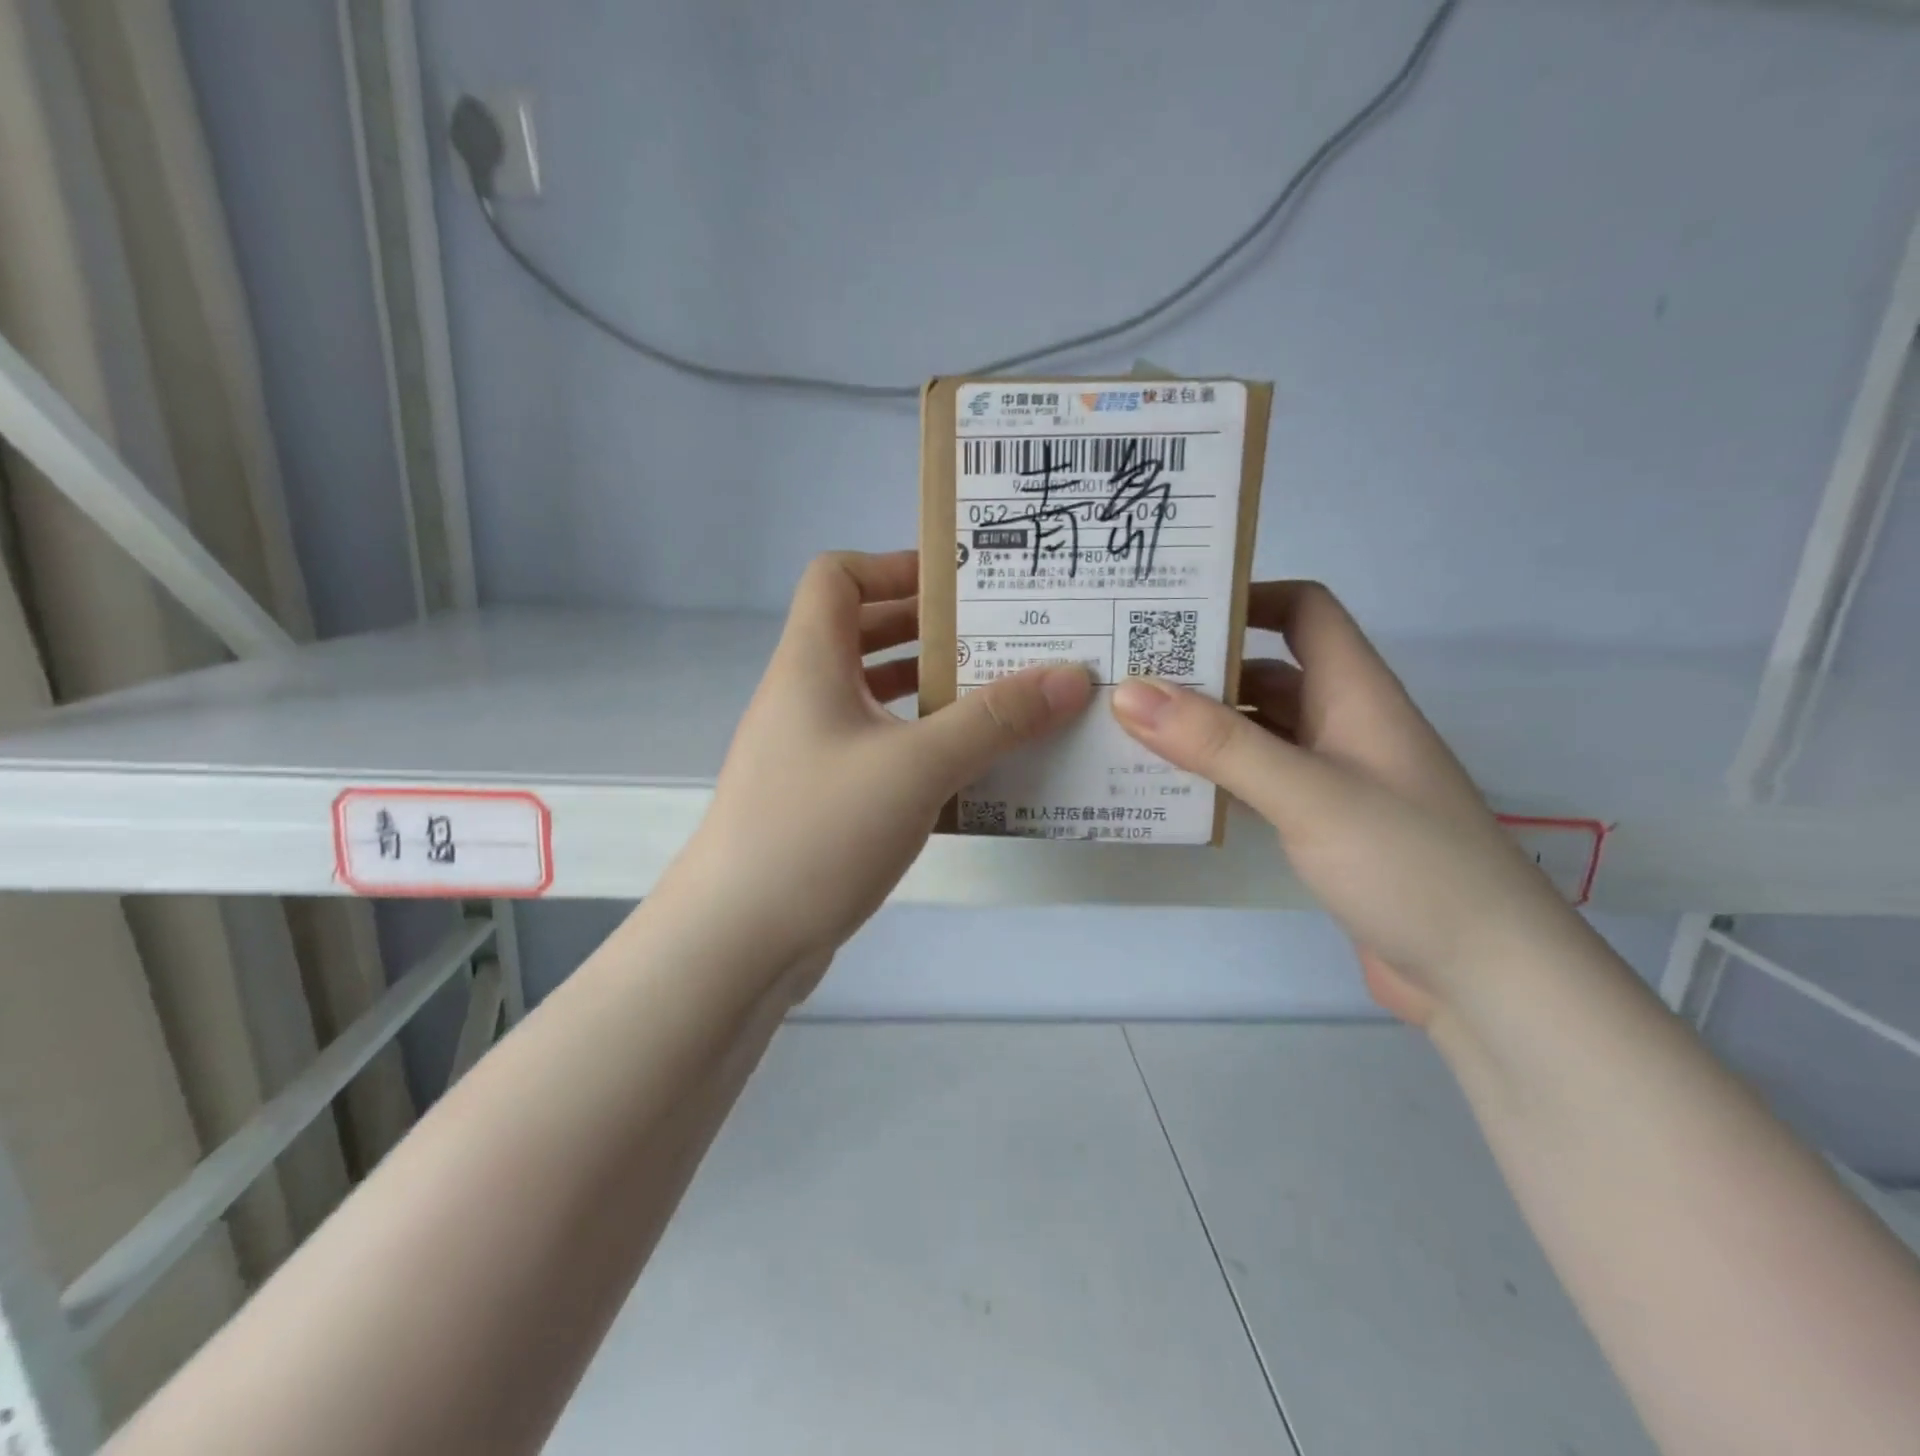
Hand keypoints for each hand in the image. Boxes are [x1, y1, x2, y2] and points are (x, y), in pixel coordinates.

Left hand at [673, 550, 1091, 966]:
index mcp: (810, 663)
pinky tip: (967, 769)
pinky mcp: (819, 799)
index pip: (837, 576)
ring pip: (873, 697)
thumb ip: (995, 720)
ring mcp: (807, 751)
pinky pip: (876, 749)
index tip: (958, 586)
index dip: (893, 566)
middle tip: (1000, 638)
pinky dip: (918, 745)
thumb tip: (1071, 675)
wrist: (738, 941)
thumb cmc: (819, 831)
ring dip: (930, 691)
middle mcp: (803, 696)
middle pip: (862, 633)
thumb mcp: (917, 767)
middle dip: (929, 630)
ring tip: (998, 699)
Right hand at [1111, 581, 1574, 1026]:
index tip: (1176, 607)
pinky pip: (1256, 778)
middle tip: (1123, 670)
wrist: (1483, 977)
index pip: (1304, 612)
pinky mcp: (1320, 823)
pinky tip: (1168, 786)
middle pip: (1267, 670)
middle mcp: (1343, 723)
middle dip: (1202, 665)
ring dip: (1201, 725)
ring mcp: (1332, 776)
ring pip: (1257, 729)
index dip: (1248, 597)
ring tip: (1126, 726)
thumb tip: (1130, 692)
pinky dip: (1215, 773)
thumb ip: (1219, 744)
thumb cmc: (1409, 865)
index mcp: (1356, 693)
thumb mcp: (1308, 794)